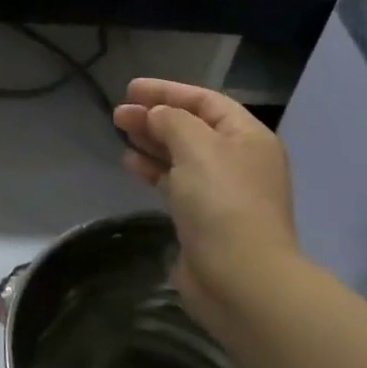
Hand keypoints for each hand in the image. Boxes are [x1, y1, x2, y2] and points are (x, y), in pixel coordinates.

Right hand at [113, 80, 302, 348]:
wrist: (239, 278)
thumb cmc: (221, 202)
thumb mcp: (196, 147)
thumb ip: (172, 121)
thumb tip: (155, 116)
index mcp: (247, 137)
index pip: (206, 101)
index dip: (168, 91)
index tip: (130, 89)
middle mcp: (238, 160)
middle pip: (192, 127)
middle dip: (155, 116)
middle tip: (119, 114)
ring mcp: (221, 192)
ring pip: (181, 155)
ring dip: (152, 142)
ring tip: (120, 132)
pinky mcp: (203, 219)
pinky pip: (176, 183)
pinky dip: (154, 170)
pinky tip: (131, 164)